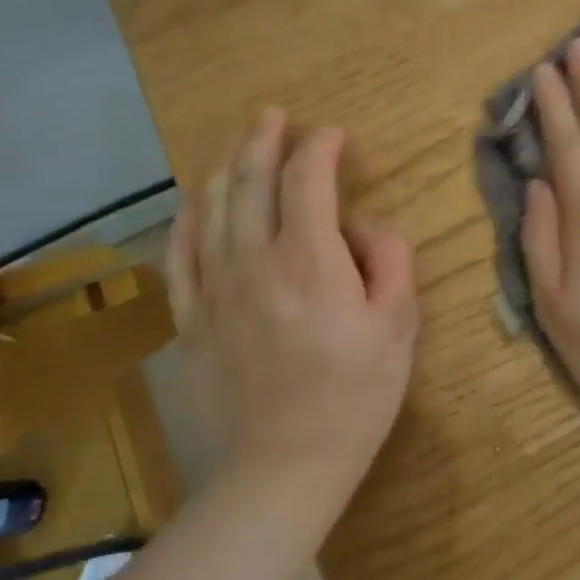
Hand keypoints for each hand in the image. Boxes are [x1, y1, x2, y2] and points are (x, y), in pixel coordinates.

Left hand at [167, 110, 417, 503]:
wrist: (285, 464)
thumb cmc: (356, 394)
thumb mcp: (399, 323)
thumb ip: (390, 258)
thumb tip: (362, 225)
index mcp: (309, 258)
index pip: (307, 177)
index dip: (320, 146)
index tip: (333, 135)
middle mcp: (253, 259)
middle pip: (251, 180)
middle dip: (264, 139)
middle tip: (274, 115)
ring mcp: (214, 288)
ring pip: (211, 207)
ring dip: (226, 167)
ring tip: (239, 144)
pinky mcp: (191, 318)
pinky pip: (180, 253)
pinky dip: (187, 218)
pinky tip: (194, 202)